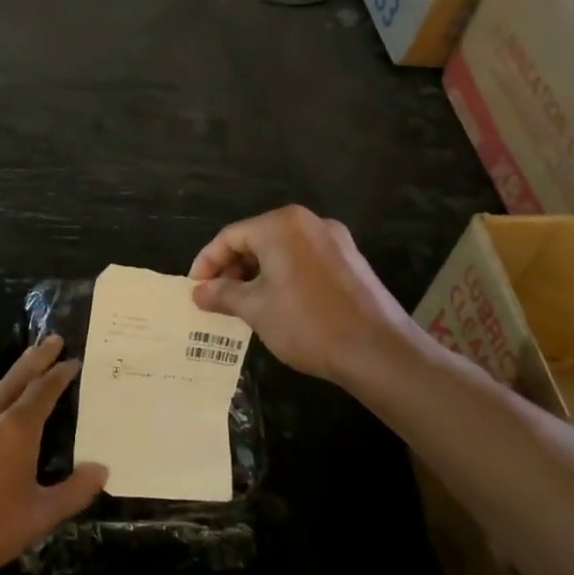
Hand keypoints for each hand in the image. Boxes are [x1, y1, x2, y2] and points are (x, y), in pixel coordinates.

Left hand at [0, 337, 106, 574]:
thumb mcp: (40, 516)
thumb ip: (74, 491)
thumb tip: (101, 469)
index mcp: (15, 429)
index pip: (43, 390)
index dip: (60, 374)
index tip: (72, 360)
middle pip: (16, 378)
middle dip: (37, 358)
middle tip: (52, 338)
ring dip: (15, 379)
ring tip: (28, 372)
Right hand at [189, 205, 429, 387]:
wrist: (379, 351)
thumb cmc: (307, 323)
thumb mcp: (255, 309)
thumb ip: (222, 294)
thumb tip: (198, 292)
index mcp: (281, 225)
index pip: (230, 236)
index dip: (207, 262)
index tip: (194, 289)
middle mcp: (309, 223)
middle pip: (256, 239)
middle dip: (232, 269)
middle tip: (216, 299)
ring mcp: (334, 241)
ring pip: (281, 251)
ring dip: (256, 275)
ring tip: (243, 306)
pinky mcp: (350, 262)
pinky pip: (303, 261)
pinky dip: (282, 277)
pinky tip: (277, 305)